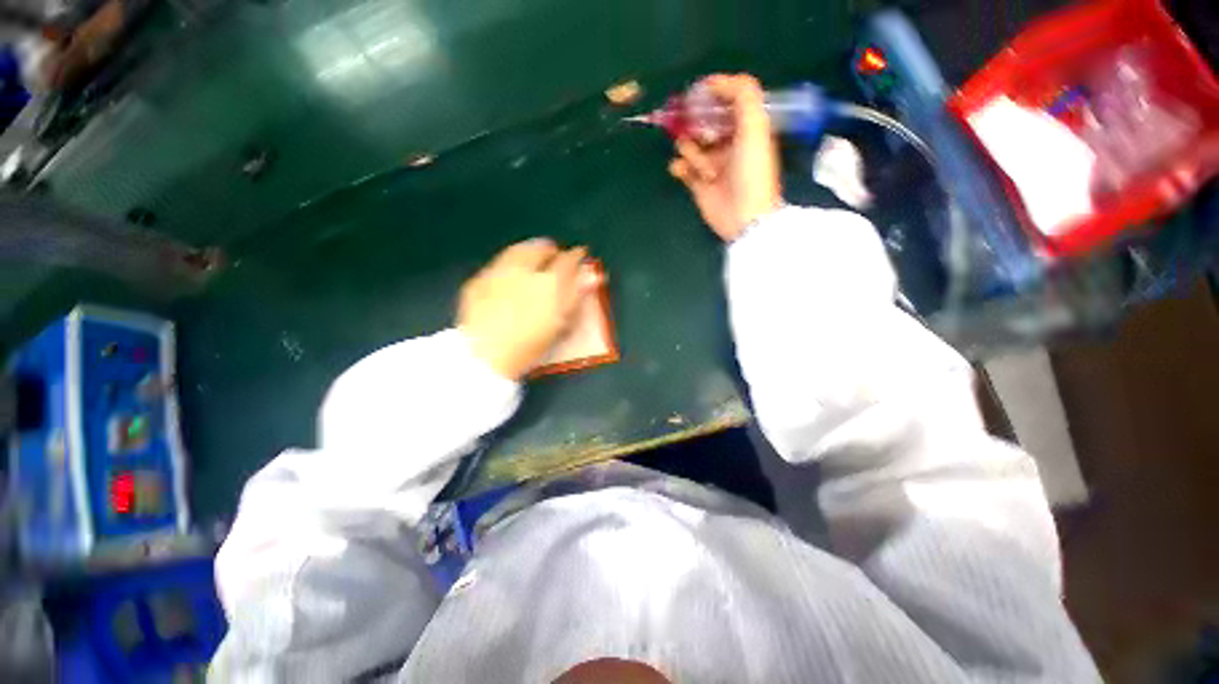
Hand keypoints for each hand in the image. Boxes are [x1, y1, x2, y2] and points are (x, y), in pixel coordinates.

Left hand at [458, 239, 596, 380]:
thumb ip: (576, 296)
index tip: (580, 254)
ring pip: (517, 251)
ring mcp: (497, 273)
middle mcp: (524, 270)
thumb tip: (593, 276)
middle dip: (550, 249)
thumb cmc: (529, 345)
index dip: (576, 256)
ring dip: (529, 251)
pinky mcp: (478, 281)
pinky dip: (508, 264)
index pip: (568, 260)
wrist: (484, 356)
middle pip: (540, 248)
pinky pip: (497, 264)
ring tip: (534, 257)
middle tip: (555, 254)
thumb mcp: (560, 323)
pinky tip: (508, 274)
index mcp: (548, 282)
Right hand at [669, 74, 783, 241]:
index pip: (727, 102)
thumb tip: (714, 81)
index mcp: (746, 127)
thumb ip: (742, 94)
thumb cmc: (752, 170)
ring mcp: (712, 164)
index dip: (713, 96)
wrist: (744, 215)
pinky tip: (682, 170)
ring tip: (702, 166)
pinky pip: (682, 168)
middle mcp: (729, 143)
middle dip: (696, 124)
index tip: (697, 95)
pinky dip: (679, 167)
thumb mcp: (755, 125)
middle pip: (704, 123)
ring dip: (691, 150)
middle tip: (697, 131)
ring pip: (691, 145)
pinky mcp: (698, 184)